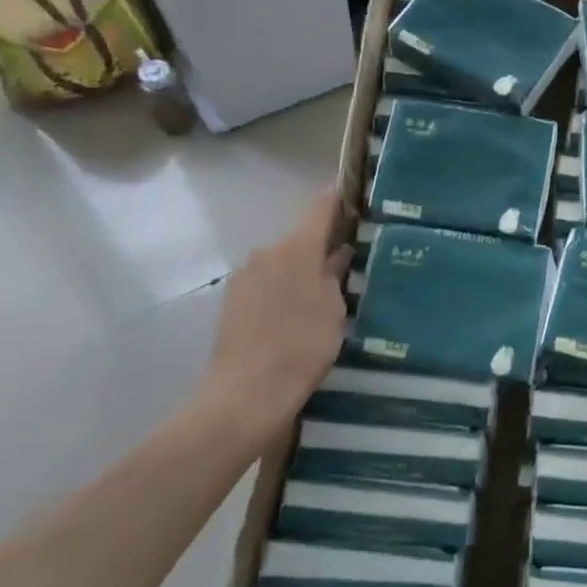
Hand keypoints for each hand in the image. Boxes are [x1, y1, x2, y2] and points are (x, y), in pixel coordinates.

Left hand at [196, 189, 349, 454]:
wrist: (247, 393)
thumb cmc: (302, 346)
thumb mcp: (333, 309)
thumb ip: (335, 274)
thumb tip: (336, 252)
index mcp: (296, 249)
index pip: (320, 209)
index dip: (338, 198)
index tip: (354, 194)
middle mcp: (266, 253)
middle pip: (300, 239)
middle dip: (322, 245)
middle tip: (349, 260)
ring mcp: (245, 277)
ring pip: (282, 262)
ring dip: (302, 270)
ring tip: (324, 294)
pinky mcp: (233, 300)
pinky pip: (267, 282)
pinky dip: (284, 289)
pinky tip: (296, 314)